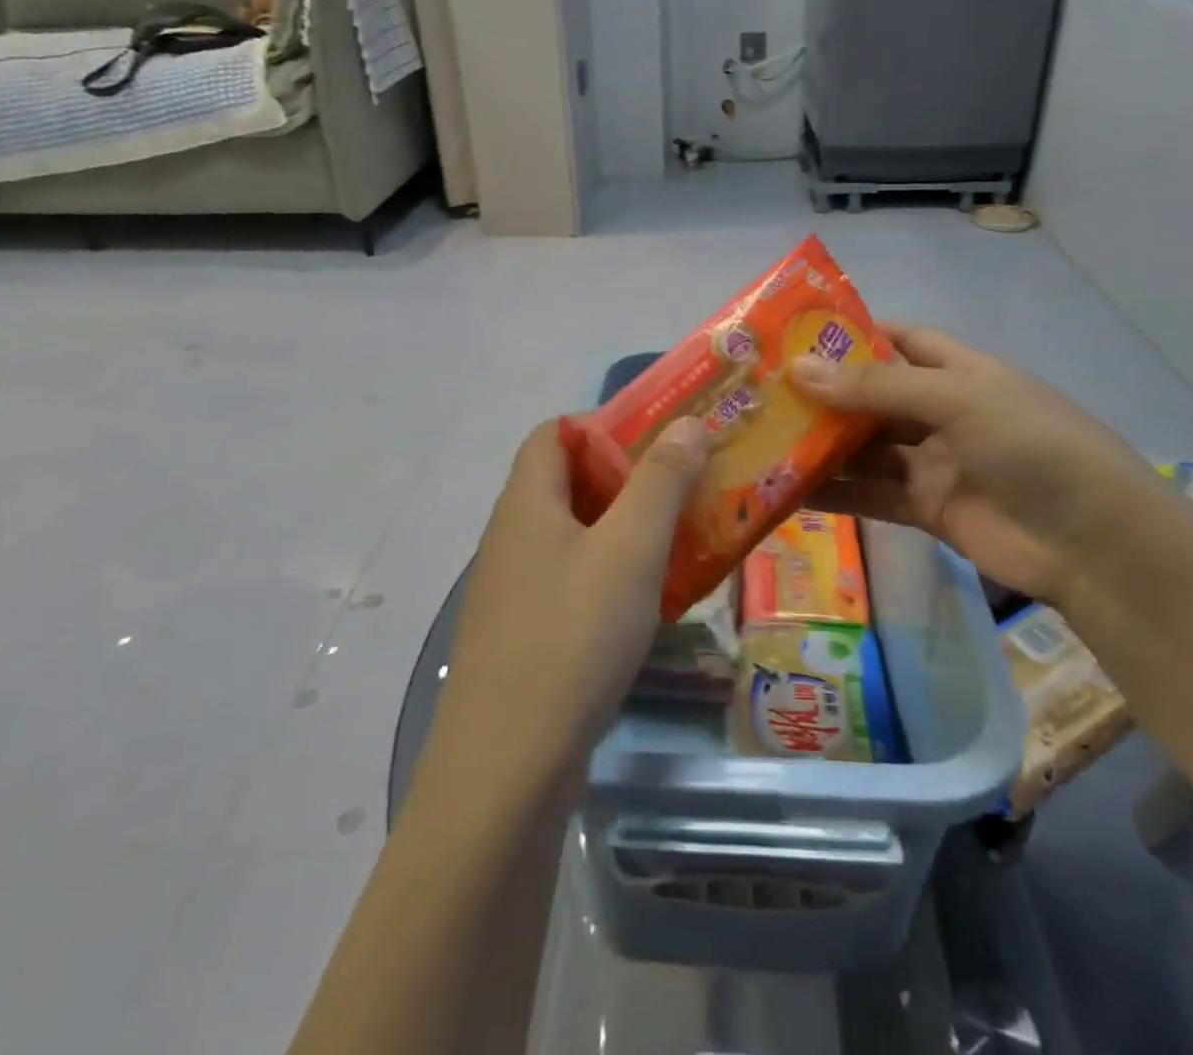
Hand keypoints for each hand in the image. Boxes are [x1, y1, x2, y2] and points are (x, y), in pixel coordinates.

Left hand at [426, 417, 708, 791]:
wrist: (506, 771)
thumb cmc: (572, 637)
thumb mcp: (630, 548)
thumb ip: (660, 480)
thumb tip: (686, 422)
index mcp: (525, 503)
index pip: (553, 434)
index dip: (602, 425)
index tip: (658, 439)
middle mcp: (510, 539)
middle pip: (566, 484)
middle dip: (626, 479)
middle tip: (684, 487)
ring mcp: (512, 592)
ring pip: (573, 537)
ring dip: (623, 531)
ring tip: (680, 540)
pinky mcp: (523, 638)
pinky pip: (571, 584)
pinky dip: (610, 577)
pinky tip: (648, 604)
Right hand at [792, 326, 1162, 606]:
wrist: (1093, 544)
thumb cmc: (1032, 446)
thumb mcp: (957, 399)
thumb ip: (877, 388)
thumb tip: (799, 368)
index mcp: (960, 372)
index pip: (902, 341)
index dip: (856, 335)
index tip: (798, 334)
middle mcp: (943, 413)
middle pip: (874, 397)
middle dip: (825, 394)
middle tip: (762, 391)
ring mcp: (934, 463)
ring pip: (866, 448)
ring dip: (822, 445)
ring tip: (763, 438)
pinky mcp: (926, 509)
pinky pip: (870, 494)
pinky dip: (833, 493)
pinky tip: (787, 490)